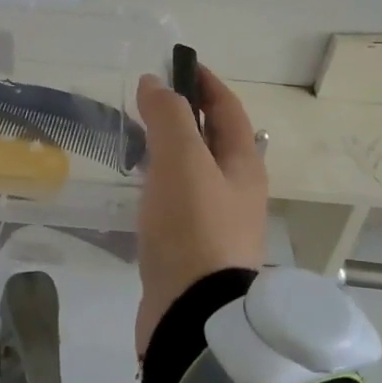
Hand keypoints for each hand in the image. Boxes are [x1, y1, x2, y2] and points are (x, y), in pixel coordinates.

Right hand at [133, 64, 268, 354]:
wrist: (193, 318)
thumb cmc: (193, 227)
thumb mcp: (181, 160)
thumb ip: (169, 116)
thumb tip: (155, 83)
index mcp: (243, 165)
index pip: (229, 109)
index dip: (206, 83)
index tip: (178, 64)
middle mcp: (237, 191)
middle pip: (213, 139)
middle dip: (185, 114)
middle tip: (148, 101)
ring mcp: (216, 223)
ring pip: (194, 171)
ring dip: (171, 149)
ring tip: (138, 139)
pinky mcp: (193, 250)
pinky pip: (178, 201)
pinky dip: (160, 182)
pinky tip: (139, 188)